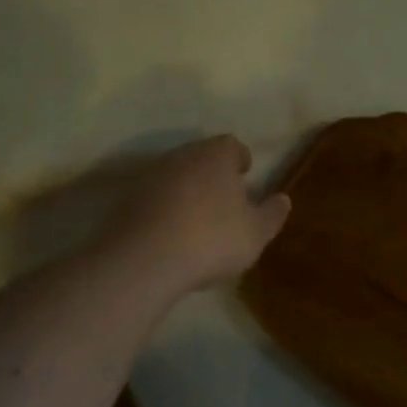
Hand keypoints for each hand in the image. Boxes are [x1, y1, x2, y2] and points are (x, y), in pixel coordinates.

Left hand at [116, 136, 290, 293]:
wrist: (143, 260)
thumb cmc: (211, 239)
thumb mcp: (256, 233)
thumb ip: (272, 214)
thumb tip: (283, 199)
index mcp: (216, 155)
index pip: (232, 145)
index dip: (240, 159)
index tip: (245, 175)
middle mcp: (181, 156)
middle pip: (200, 157)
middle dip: (212, 174)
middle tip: (224, 198)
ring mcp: (148, 176)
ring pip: (174, 176)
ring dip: (185, 191)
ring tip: (196, 219)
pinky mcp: (124, 200)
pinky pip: (151, 199)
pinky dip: (162, 209)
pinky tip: (169, 233)